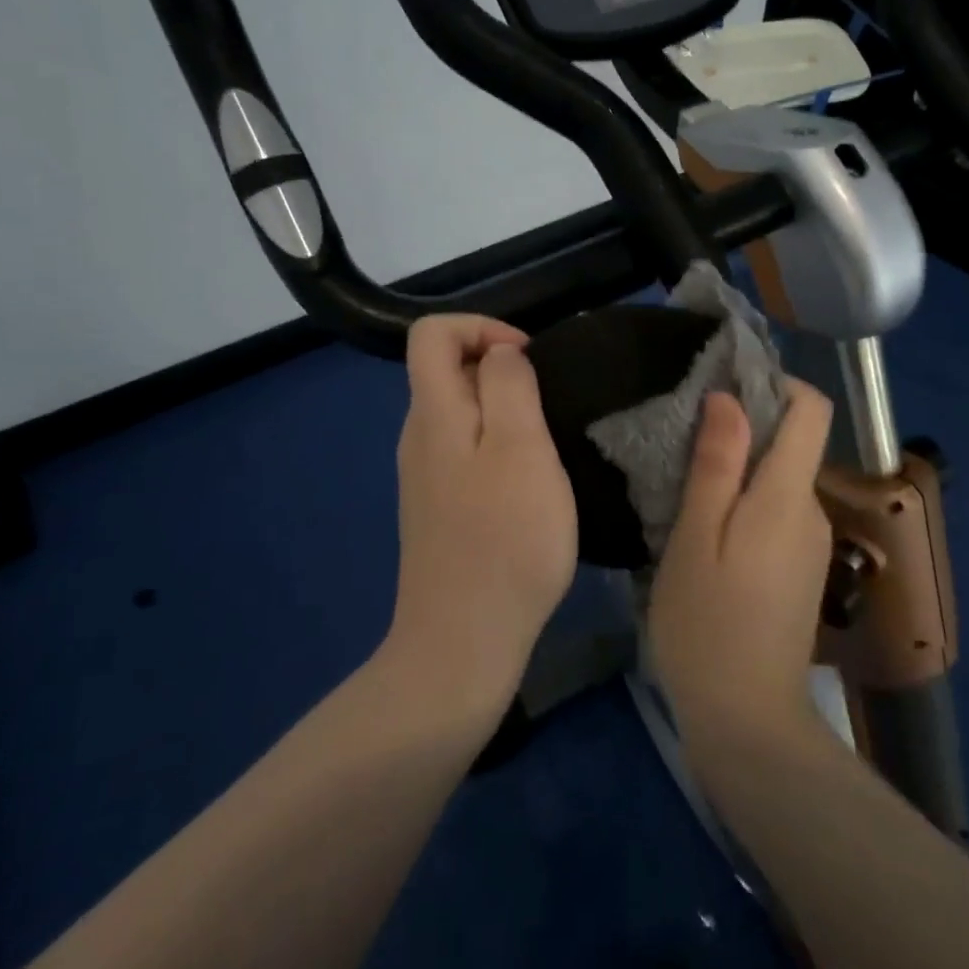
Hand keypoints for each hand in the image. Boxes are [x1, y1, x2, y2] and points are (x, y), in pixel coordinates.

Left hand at [385, 315, 576, 717]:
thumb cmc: (504, 539)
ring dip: (506, 413)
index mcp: (433, 413)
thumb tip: (501, 353)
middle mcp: (419, 436)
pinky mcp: (440, 508)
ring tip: (547, 448)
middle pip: (447, 370)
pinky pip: (466, 452)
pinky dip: (499, 449)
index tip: (528, 360)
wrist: (463, 641)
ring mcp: (425, 476)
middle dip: (501, 371)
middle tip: (550, 409)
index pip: (432, 333)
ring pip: (462, 414)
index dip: (481, 326)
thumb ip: (509, 386)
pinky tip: (529, 488)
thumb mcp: (522, 448)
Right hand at [648, 380, 835, 742]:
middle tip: (687, 441)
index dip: (776, 383)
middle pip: (793, 442)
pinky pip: (778, 513)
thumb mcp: (695, 538)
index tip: (727, 385)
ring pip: (781, 479)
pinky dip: (747, 504)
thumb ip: (716, 464)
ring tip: (688, 486)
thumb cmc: (707, 625)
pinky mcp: (802, 570)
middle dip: (746, 428)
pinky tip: (708, 531)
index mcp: (787, 495)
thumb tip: (729, 398)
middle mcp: (811, 511)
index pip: (811, 409)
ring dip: (742, 469)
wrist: (747, 722)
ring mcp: (812, 544)